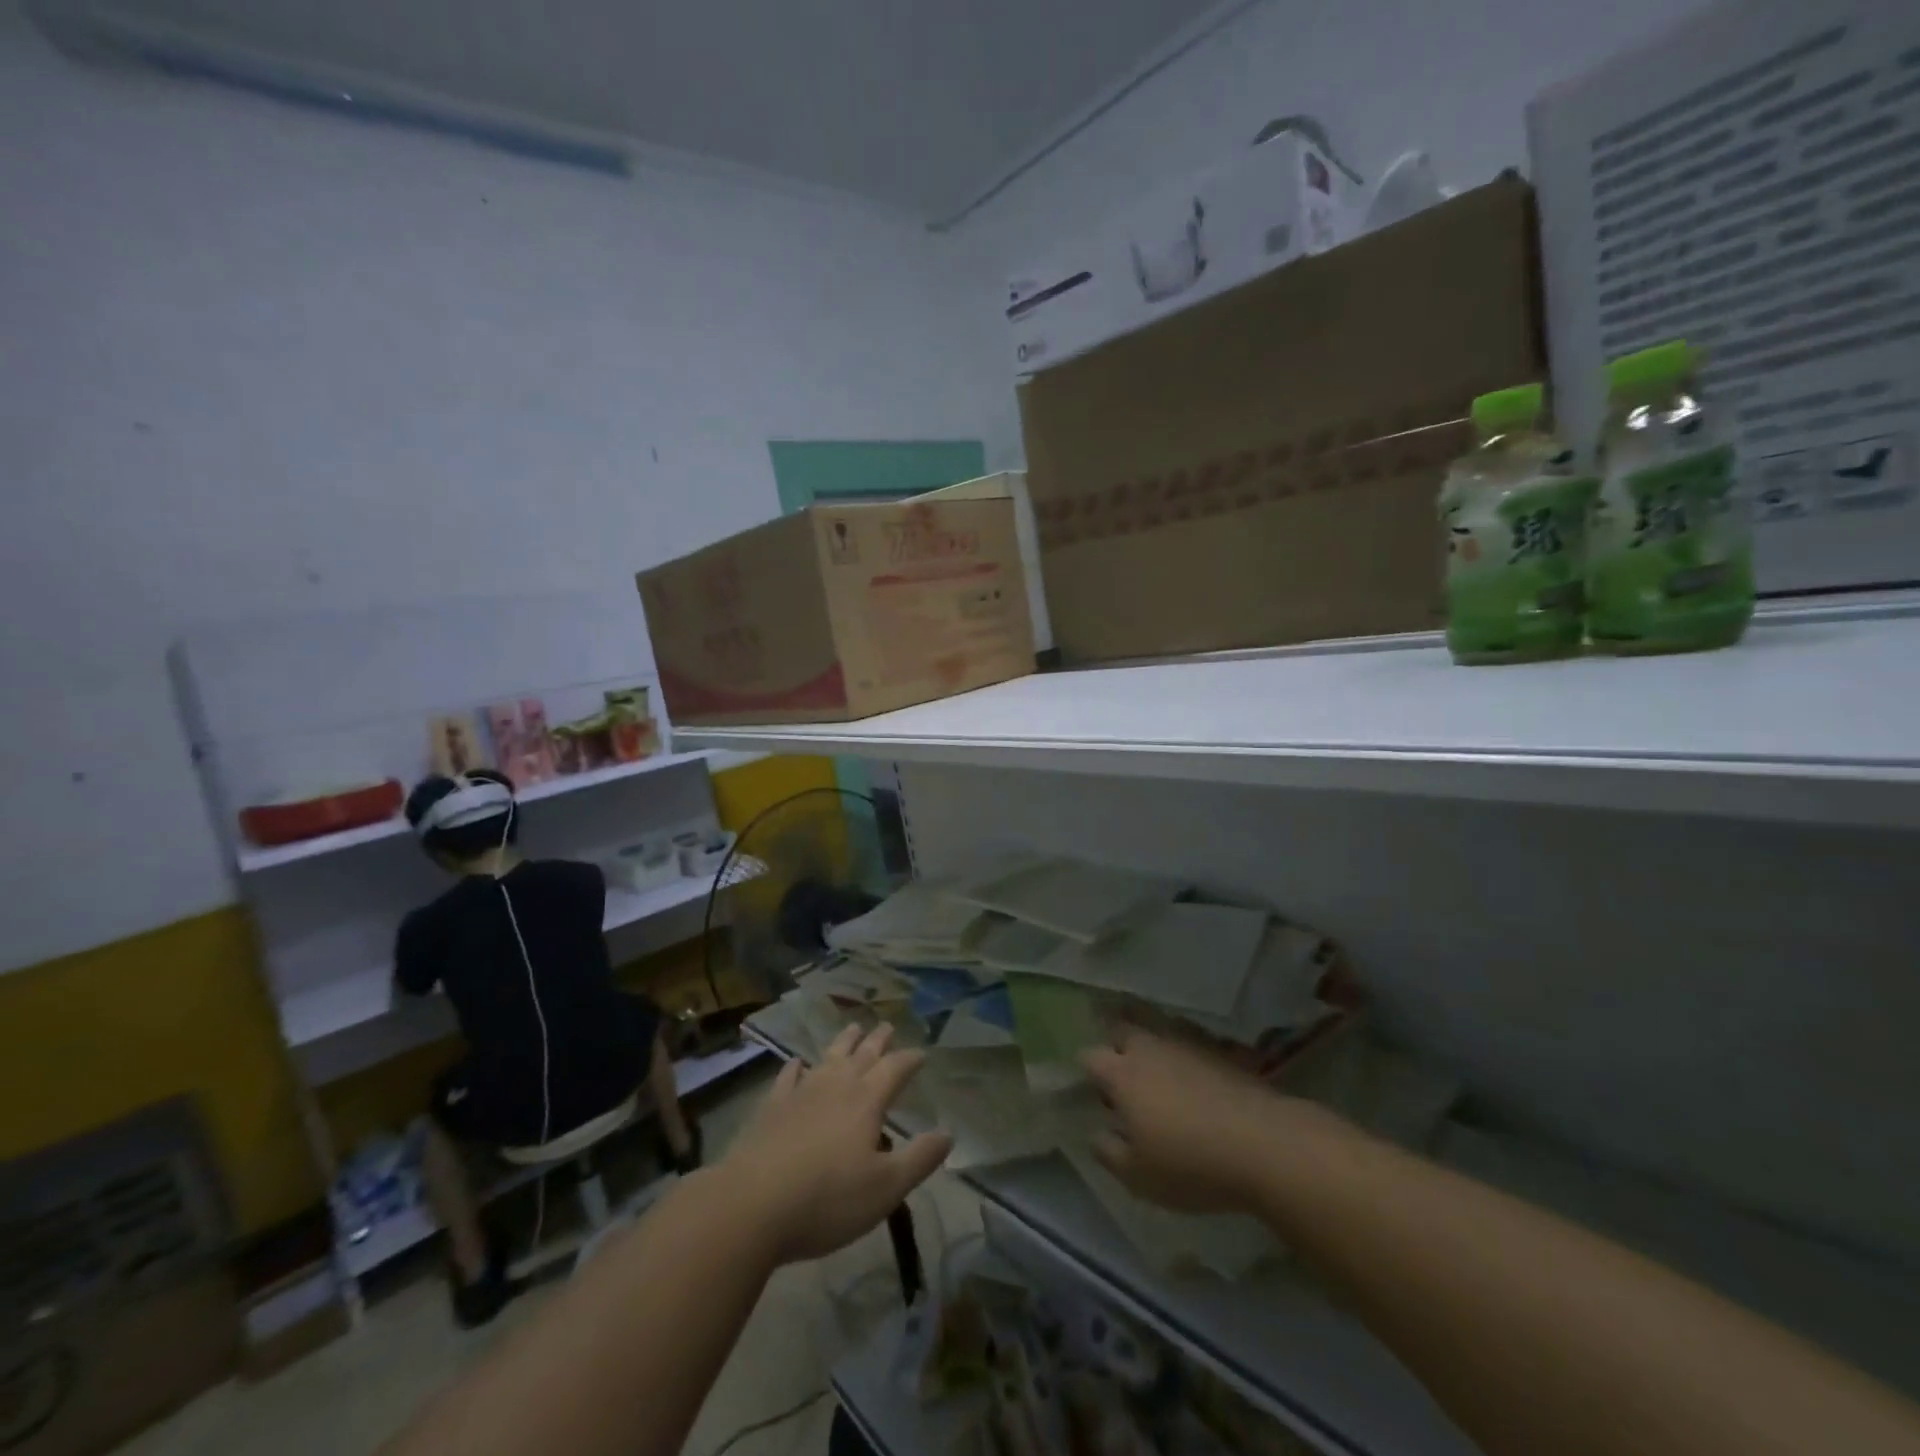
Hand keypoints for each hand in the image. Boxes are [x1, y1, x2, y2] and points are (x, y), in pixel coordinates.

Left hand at [715, 1024, 951, 1263]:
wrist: (751, 1205)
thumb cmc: (827, 1199)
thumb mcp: (885, 1188)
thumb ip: (919, 1159)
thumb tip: (948, 1133)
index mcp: (867, 1101)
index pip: (895, 1069)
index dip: (910, 1060)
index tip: (922, 1053)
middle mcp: (836, 1086)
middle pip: (862, 1055)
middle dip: (878, 1040)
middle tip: (887, 1025)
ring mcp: (801, 1093)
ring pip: (828, 1058)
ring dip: (843, 1042)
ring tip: (853, 1027)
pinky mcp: (771, 1108)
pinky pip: (788, 1078)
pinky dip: (796, 1067)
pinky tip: (797, 1063)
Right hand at [1081, 1026, 1296, 1213]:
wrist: (1265, 1144)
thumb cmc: (1191, 1164)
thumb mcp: (1138, 1176)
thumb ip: (1109, 1152)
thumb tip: (1096, 1133)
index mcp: (1122, 1073)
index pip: (1089, 1056)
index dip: (1088, 1072)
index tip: (1096, 1093)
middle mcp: (1149, 1048)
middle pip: (1122, 1030)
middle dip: (1116, 1046)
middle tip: (1124, 1076)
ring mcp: (1186, 1043)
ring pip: (1157, 1032)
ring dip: (1152, 1048)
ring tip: (1160, 1078)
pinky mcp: (1219, 1050)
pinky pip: (1189, 1042)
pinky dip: (1184, 1055)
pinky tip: (1194, 1080)